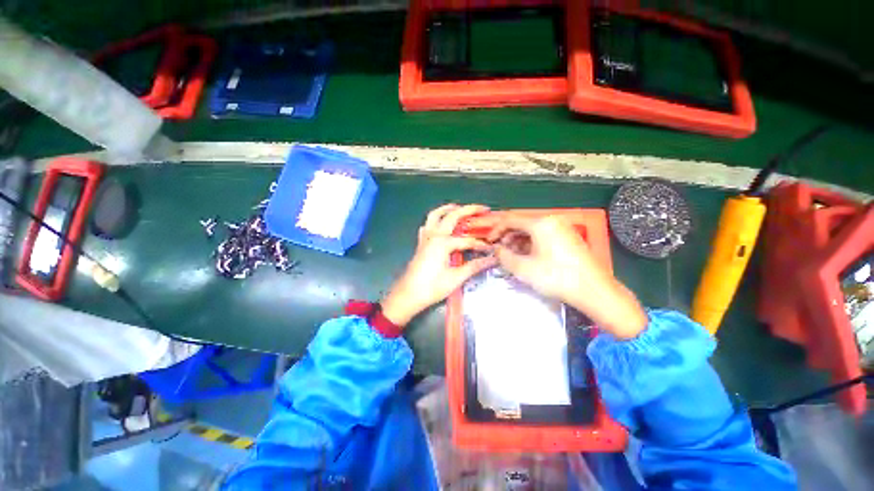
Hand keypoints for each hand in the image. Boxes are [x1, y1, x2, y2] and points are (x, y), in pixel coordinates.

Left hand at [381, 204, 497, 326]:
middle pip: (452, 216)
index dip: (481, 244)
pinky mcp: (421, 242)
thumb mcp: (456, 278)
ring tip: (460, 208)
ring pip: (435, 215)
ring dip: (448, 209)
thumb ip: (474, 266)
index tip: (491, 249)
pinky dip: (436, 219)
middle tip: (482, 208)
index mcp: (443, 243)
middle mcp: (434, 235)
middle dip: (468, 210)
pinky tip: (441, 225)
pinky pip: (428, 224)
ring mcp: (425, 237)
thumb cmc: (432, 287)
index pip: (467, 240)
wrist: (408, 294)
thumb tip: (491, 259)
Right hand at [488, 215, 647, 338]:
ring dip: (518, 242)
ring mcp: (562, 228)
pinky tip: (527, 257)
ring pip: (532, 231)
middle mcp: (552, 220)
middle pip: (522, 224)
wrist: (594, 291)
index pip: (510, 220)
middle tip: (500, 252)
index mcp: (540, 223)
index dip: (496, 230)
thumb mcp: (523, 268)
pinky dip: (531, 244)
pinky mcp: (568, 237)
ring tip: (512, 257)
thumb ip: (503, 256)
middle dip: (508, 237)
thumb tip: (495, 249)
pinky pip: (543, 236)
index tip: (489, 242)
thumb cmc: (556, 277)